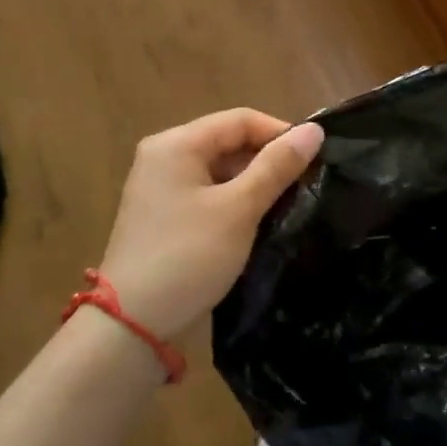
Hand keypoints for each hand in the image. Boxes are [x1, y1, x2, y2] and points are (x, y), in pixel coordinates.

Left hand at [96, 109, 324, 340]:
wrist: (131, 325)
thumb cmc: (188, 256)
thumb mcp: (239, 209)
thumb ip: (277, 166)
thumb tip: (314, 130)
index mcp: (176, 144)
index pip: (240, 120)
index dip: (280, 133)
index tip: (315, 159)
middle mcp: (164, 156)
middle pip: (228, 141)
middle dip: (268, 159)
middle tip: (305, 184)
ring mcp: (160, 187)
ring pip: (219, 169)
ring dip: (253, 182)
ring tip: (288, 203)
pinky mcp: (163, 215)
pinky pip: (207, 193)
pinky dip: (234, 201)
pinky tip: (258, 221)